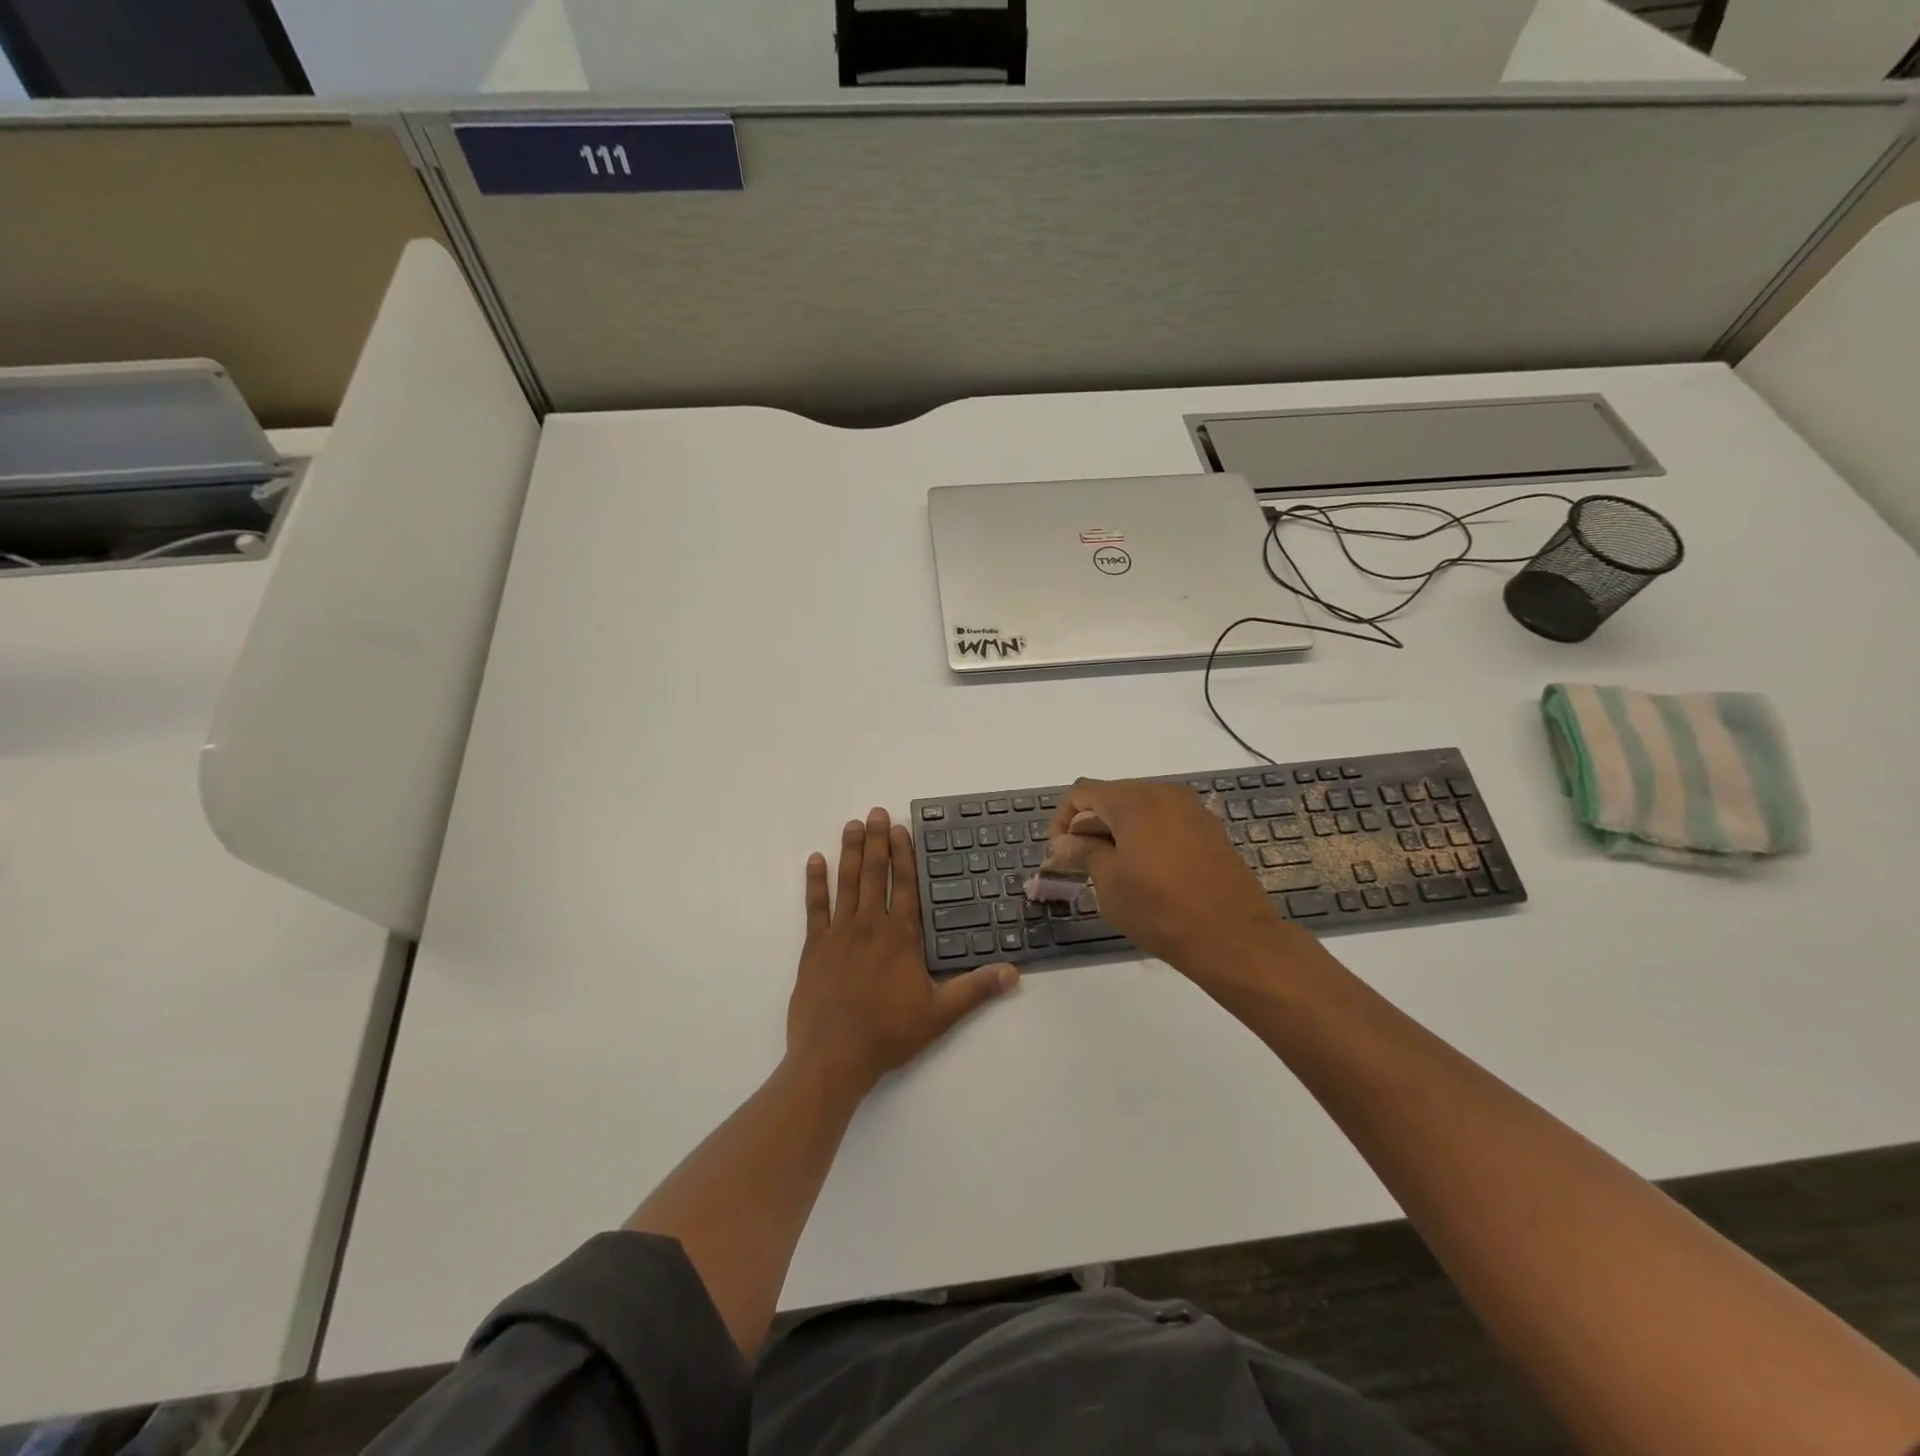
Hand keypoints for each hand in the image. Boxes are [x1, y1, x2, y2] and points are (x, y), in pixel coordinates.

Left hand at [787, 807, 1017, 1095]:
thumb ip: (976, 989)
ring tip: (853, 825)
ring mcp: (839, 933)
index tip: (901, 828)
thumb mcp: (940, 1014)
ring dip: (851, 852)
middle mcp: (870, 925)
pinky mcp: (814, 947)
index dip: (904, 855)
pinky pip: (815, 907)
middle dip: (877, 841)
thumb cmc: (888, 1033)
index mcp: (901, 937)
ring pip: (847, 883)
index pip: (905, 886)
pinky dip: (815, 882)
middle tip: (876, 812)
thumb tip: (1014, 973)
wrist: (833, 1057)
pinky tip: (815, 860)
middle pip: (875, 874)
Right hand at [1046, 779, 1298, 978]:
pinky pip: (1165, 822)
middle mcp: (1164, 793)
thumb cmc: (1161, 909)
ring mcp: (1191, 810)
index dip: (1062, 820)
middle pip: (1112, 796)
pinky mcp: (1209, 830)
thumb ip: (1083, 852)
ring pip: (1139, 809)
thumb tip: (1064, 842)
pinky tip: (1147, 873)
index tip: (1061, 855)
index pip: (1082, 793)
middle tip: (1082, 865)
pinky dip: (1145, 837)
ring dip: (1117, 832)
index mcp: (1134, 800)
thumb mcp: (1109, 882)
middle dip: (1090, 826)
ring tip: (1113, 872)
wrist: (1235, 938)